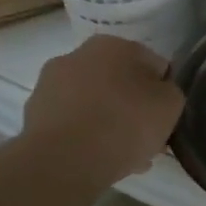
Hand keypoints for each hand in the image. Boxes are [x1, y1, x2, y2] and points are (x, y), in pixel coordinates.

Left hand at [22, 35, 183, 181]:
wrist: (65, 161)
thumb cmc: (125, 123)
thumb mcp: (171, 104)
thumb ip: (169, 91)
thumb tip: (157, 92)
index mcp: (113, 45)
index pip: (152, 64)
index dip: (162, 91)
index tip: (165, 116)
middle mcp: (78, 55)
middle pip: (120, 83)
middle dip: (134, 107)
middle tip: (147, 138)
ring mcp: (50, 85)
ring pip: (95, 103)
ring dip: (110, 123)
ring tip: (126, 156)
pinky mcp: (34, 115)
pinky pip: (73, 123)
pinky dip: (87, 137)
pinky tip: (100, 160)